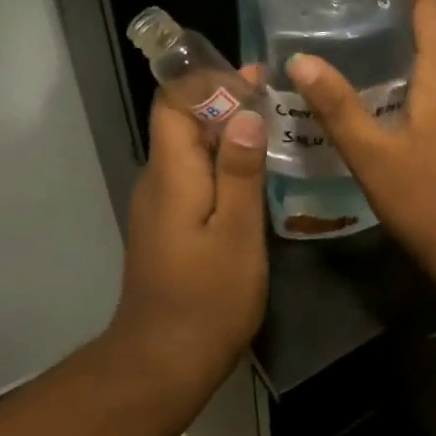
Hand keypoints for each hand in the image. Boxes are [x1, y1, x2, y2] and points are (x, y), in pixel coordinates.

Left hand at [108, 90, 267, 397]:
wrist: (165, 360)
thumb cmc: (208, 297)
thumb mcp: (237, 231)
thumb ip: (240, 170)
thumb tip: (244, 112)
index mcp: (171, 175)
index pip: (173, 103)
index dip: (207, 80)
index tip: (253, 75)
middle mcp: (158, 181)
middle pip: (182, 123)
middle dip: (225, 102)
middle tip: (277, 98)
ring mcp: (161, 205)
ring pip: (190, 150)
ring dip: (227, 132)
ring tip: (276, 127)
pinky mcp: (170, 226)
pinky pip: (194, 177)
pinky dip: (223, 163)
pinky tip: (257, 172)